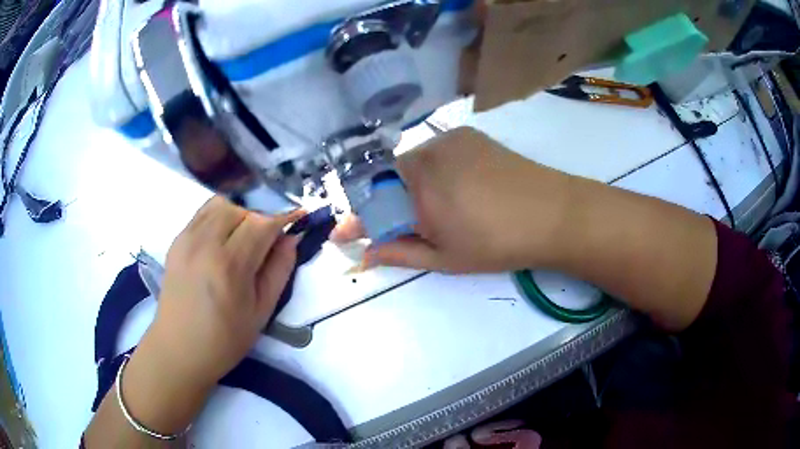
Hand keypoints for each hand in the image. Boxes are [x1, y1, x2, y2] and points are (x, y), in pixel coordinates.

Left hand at [118, 197, 303, 433]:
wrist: (179, 349)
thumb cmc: (225, 339)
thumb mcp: (261, 312)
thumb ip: (279, 270)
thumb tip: (292, 238)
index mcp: (230, 266)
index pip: (262, 224)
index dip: (284, 218)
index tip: (298, 220)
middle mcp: (205, 244)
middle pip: (242, 210)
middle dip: (260, 220)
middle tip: (266, 243)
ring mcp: (187, 239)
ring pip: (221, 205)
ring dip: (239, 215)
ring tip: (241, 240)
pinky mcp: (176, 241)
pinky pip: (202, 213)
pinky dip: (218, 217)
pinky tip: (221, 241)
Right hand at [332, 127, 572, 272]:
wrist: (554, 213)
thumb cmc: (499, 244)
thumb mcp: (445, 257)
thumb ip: (399, 252)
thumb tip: (364, 255)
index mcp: (420, 188)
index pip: (372, 200)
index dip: (357, 219)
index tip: (345, 235)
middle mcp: (428, 154)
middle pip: (390, 177)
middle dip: (389, 202)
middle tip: (406, 224)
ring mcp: (449, 139)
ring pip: (413, 162)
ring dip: (411, 185)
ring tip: (438, 208)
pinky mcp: (468, 134)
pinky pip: (436, 151)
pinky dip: (433, 169)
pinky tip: (456, 187)